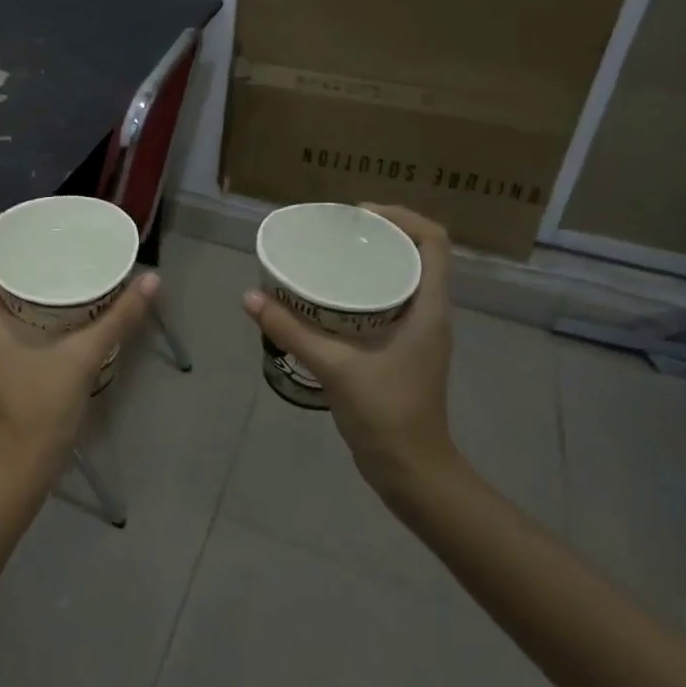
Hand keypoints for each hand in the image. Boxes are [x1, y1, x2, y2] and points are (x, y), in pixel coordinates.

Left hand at [0, 221, 158, 493]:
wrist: (19, 470)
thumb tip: (152, 279)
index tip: (31, 213)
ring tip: (58, 255)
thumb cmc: (40, 411)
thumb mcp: (83, 358)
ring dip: (19, 269)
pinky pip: (0, 310)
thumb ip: (118, 318)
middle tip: (54, 231)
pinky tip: (56, 297)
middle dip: (15, 242)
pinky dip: (23, 295)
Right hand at [243, 205, 464, 506]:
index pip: (434, 243)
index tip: (358, 215)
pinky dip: (362, 292)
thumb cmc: (386, 414)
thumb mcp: (335, 367)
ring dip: (371, 263)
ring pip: (401, 280)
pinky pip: (387, 305)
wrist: (411, 471)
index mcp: (429, 310)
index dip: (402, 217)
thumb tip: (250, 297)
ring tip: (329, 256)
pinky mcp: (402, 352)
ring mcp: (417, 335)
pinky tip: (327, 300)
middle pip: (416, 255)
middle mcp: (429, 315)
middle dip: (379, 236)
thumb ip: (292, 331)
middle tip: (335, 232)